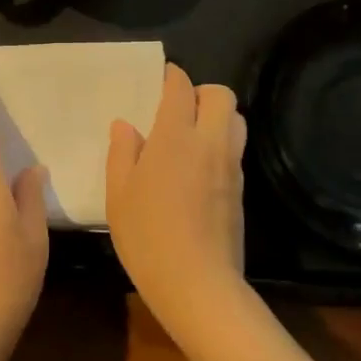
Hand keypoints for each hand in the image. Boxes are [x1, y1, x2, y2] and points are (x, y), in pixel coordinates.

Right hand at [105, 64, 248, 338]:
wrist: (198, 284)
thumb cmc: (147, 236)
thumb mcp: (119, 195)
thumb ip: (122, 153)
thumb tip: (125, 125)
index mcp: (174, 137)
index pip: (181, 89)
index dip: (172, 77)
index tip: (163, 77)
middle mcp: (209, 143)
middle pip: (221, 95)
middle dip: (202, 92)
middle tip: (179, 109)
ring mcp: (230, 166)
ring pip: (236, 120)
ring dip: (217, 117)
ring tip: (191, 136)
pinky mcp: (241, 189)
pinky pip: (235, 149)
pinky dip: (221, 144)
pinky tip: (199, 168)